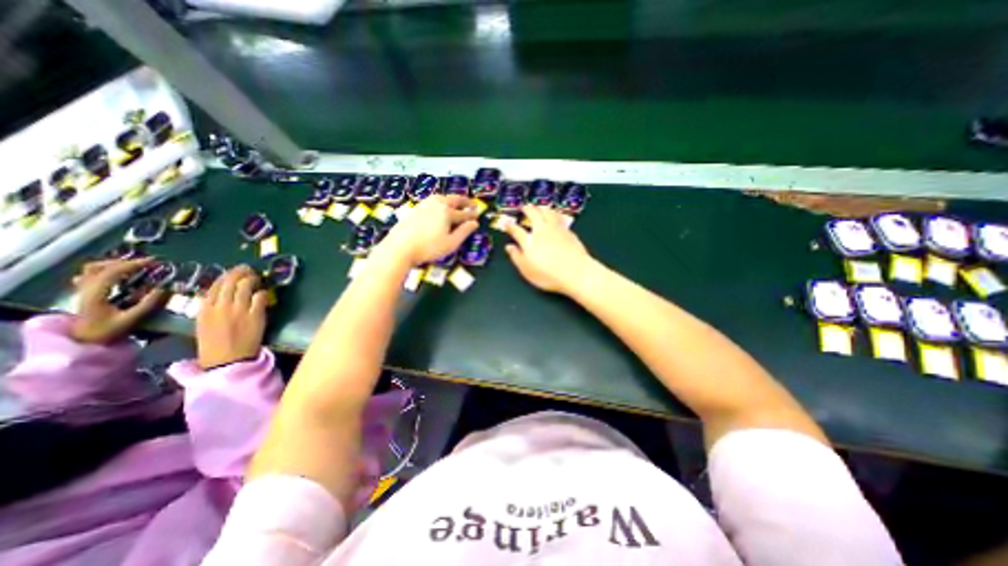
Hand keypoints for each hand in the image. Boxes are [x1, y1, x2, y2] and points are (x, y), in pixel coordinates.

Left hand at [70, 257, 164, 343]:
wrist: (82, 341)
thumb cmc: (107, 331)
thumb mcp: (131, 319)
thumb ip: (148, 304)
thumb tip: (165, 288)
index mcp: (95, 294)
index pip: (112, 272)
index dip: (133, 264)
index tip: (154, 262)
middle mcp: (85, 289)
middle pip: (99, 267)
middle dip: (125, 262)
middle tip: (147, 263)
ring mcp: (82, 290)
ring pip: (92, 269)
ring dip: (115, 264)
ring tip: (136, 266)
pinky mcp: (84, 293)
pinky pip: (91, 275)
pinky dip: (107, 270)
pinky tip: (119, 274)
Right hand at [194, 266, 267, 368]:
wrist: (227, 360)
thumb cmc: (214, 345)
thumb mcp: (204, 324)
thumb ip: (210, 308)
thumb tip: (218, 296)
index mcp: (204, 309)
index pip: (215, 286)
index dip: (226, 276)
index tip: (234, 272)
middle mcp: (221, 306)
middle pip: (231, 282)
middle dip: (240, 272)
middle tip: (248, 269)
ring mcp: (239, 310)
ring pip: (245, 286)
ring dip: (252, 279)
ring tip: (257, 277)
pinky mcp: (256, 314)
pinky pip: (260, 297)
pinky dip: (262, 292)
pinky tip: (263, 293)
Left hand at [374, 193, 478, 264]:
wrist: (400, 247)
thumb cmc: (429, 247)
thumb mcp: (451, 243)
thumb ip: (464, 232)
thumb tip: (474, 223)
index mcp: (447, 212)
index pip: (464, 213)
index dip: (472, 214)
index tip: (478, 215)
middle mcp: (437, 204)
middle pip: (454, 200)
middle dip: (464, 201)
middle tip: (472, 204)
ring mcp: (425, 205)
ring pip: (442, 197)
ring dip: (452, 199)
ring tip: (456, 203)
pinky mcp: (416, 209)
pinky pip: (432, 200)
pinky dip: (441, 201)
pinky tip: (438, 207)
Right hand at [509, 209, 592, 295]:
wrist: (576, 272)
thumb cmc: (549, 275)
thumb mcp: (527, 271)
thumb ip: (517, 257)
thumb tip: (509, 247)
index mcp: (529, 241)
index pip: (516, 230)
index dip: (510, 226)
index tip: (507, 223)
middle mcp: (541, 231)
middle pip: (533, 214)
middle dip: (527, 209)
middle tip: (524, 207)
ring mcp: (556, 229)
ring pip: (548, 212)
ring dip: (542, 208)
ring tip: (539, 207)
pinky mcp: (568, 231)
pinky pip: (559, 217)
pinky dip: (554, 213)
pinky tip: (555, 215)